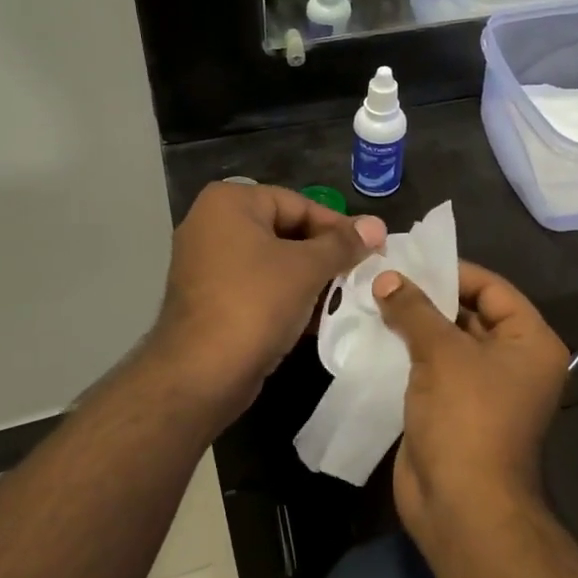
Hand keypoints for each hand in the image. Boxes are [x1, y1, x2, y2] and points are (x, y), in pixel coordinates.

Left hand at [148, 182, 385, 423]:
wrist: (201, 374)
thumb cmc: (255, 304)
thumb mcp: (307, 268)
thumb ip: (343, 244)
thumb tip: (377, 225)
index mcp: (229, 203)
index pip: (298, 204)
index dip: (339, 227)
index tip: (373, 249)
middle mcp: (211, 224)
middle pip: (285, 231)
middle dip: (325, 255)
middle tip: (361, 273)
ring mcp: (206, 263)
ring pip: (272, 262)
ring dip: (309, 279)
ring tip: (345, 297)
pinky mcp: (209, 299)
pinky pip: (257, 286)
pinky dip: (286, 297)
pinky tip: (317, 318)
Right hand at [373, 262, 568, 548]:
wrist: (462, 506)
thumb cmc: (466, 418)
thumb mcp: (442, 353)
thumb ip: (415, 309)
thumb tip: (387, 278)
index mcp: (529, 342)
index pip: (492, 288)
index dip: (452, 272)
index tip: (410, 260)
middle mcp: (512, 361)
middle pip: (468, 313)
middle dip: (426, 297)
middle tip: (383, 276)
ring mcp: (482, 388)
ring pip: (445, 342)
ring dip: (412, 325)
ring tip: (372, 299)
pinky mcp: (453, 409)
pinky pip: (430, 369)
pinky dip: (405, 353)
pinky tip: (373, 335)